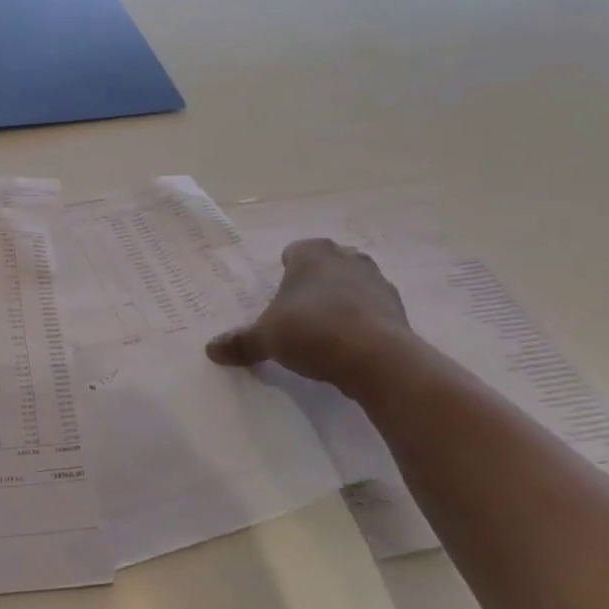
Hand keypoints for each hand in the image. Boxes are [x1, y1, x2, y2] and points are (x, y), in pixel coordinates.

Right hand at [206, 238, 416, 393]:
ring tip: (325, 329)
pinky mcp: (397, 309)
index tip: (279, 292)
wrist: (376, 357)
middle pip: (327, 264)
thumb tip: (211, 349)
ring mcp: (377, 282)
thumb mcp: (266, 339)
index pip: (295, 251)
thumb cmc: (312, 331)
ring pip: (353, 284)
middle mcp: (346, 258)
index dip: (285, 269)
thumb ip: (241, 342)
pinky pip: (373, 309)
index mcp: (312, 254)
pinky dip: (362, 321)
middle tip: (299, 309)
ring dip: (341, 300)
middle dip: (315, 282)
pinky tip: (348, 345)